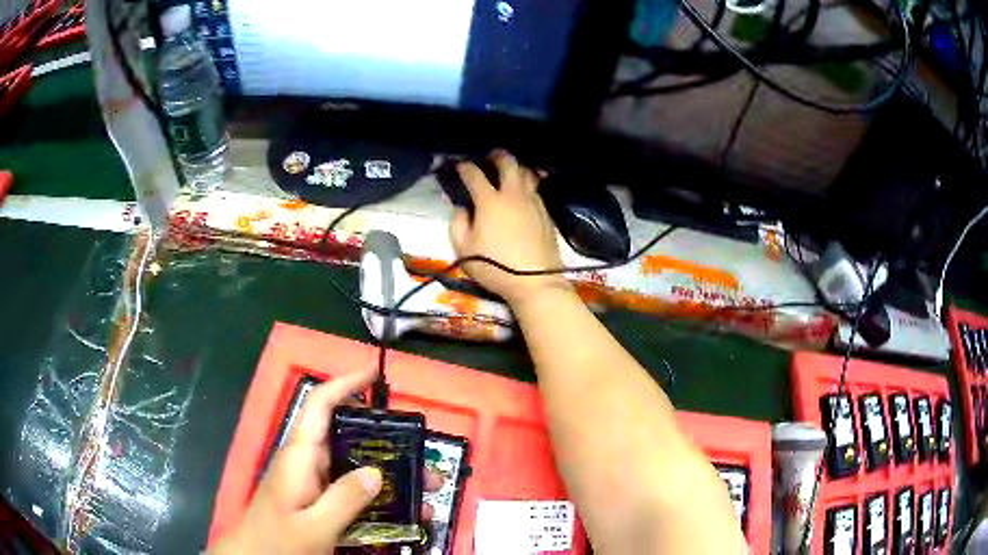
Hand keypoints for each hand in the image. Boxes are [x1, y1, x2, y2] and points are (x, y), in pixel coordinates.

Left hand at [208, 366, 441, 554]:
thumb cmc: (279, 541)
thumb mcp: (315, 526)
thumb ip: (344, 499)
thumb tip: (376, 472)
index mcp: (299, 456)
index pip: (320, 405)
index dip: (345, 384)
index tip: (376, 376)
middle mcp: (306, 462)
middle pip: (347, 437)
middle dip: (387, 444)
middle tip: (424, 460)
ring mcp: (311, 482)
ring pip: (352, 466)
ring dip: (387, 475)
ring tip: (424, 492)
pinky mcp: (315, 499)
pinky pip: (349, 490)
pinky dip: (375, 496)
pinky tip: (400, 512)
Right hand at [450, 150, 569, 306]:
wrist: (535, 281)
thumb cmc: (495, 267)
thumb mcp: (464, 249)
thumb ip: (458, 224)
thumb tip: (462, 208)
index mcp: (490, 201)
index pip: (475, 175)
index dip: (465, 167)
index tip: (460, 165)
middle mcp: (513, 195)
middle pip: (508, 164)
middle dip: (497, 155)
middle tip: (491, 156)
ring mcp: (533, 202)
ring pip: (527, 173)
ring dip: (517, 167)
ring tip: (511, 170)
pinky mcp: (547, 213)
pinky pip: (537, 189)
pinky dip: (529, 183)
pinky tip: (525, 190)